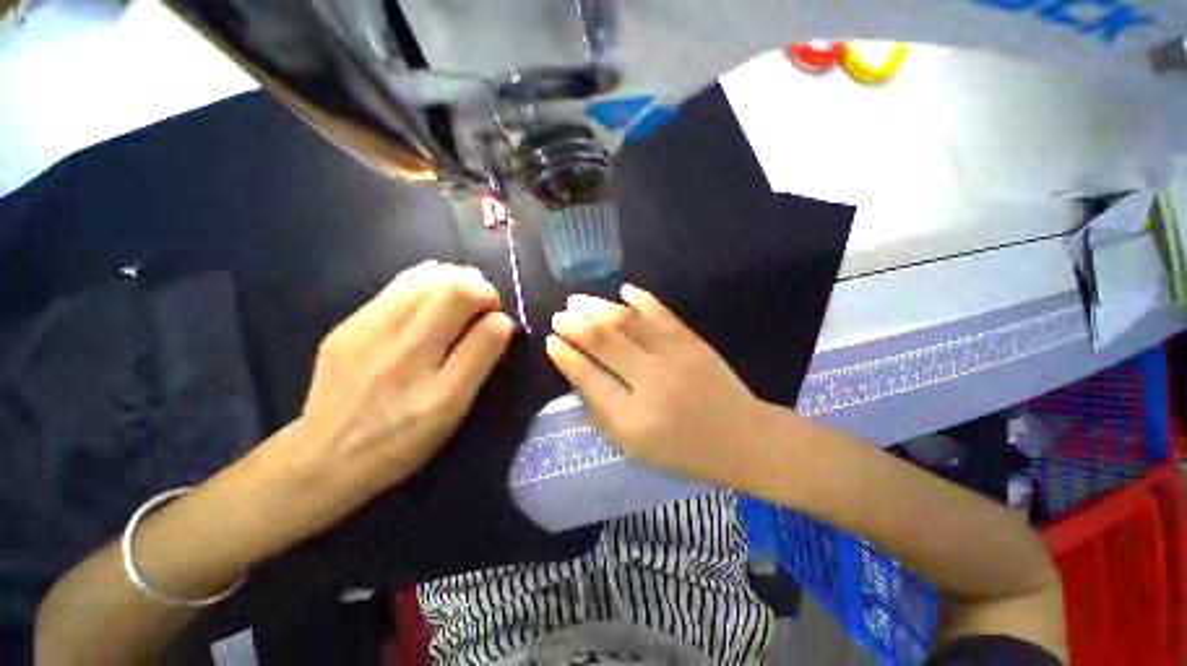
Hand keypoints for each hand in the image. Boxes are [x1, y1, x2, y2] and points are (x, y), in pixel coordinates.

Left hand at [286, 261, 513, 512]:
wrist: (323, 458)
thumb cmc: (402, 441)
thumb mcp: (452, 413)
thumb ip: (479, 363)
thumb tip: (501, 322)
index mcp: (437, 391)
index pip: (484, 332)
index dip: (497, 315)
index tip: (497, 322)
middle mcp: (402, 356)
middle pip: (453, 289)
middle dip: (479, 289)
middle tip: (481, 305)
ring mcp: (366, 335)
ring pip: (424, 278)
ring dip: (452, 281)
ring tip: (457, 299)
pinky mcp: (346, 326)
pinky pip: (398, 286)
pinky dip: (425, 283)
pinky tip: (428, 302)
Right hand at [546, 284, 766, 485]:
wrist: (741, 438)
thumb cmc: (682, 450)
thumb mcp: (633, 446)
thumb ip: (601, 410)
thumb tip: (576, 370)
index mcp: (632, 419)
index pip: (588, 377)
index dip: (565, 356)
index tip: (551, 342)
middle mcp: (651, 382)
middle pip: (603, 342)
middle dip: (575, 325)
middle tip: (559, 317)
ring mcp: (675, 356)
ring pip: (626, 321)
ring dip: (597, 307)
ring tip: (577, 301)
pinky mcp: (692, 341)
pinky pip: (660, 312)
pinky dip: (639, 297)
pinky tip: (622, 290)